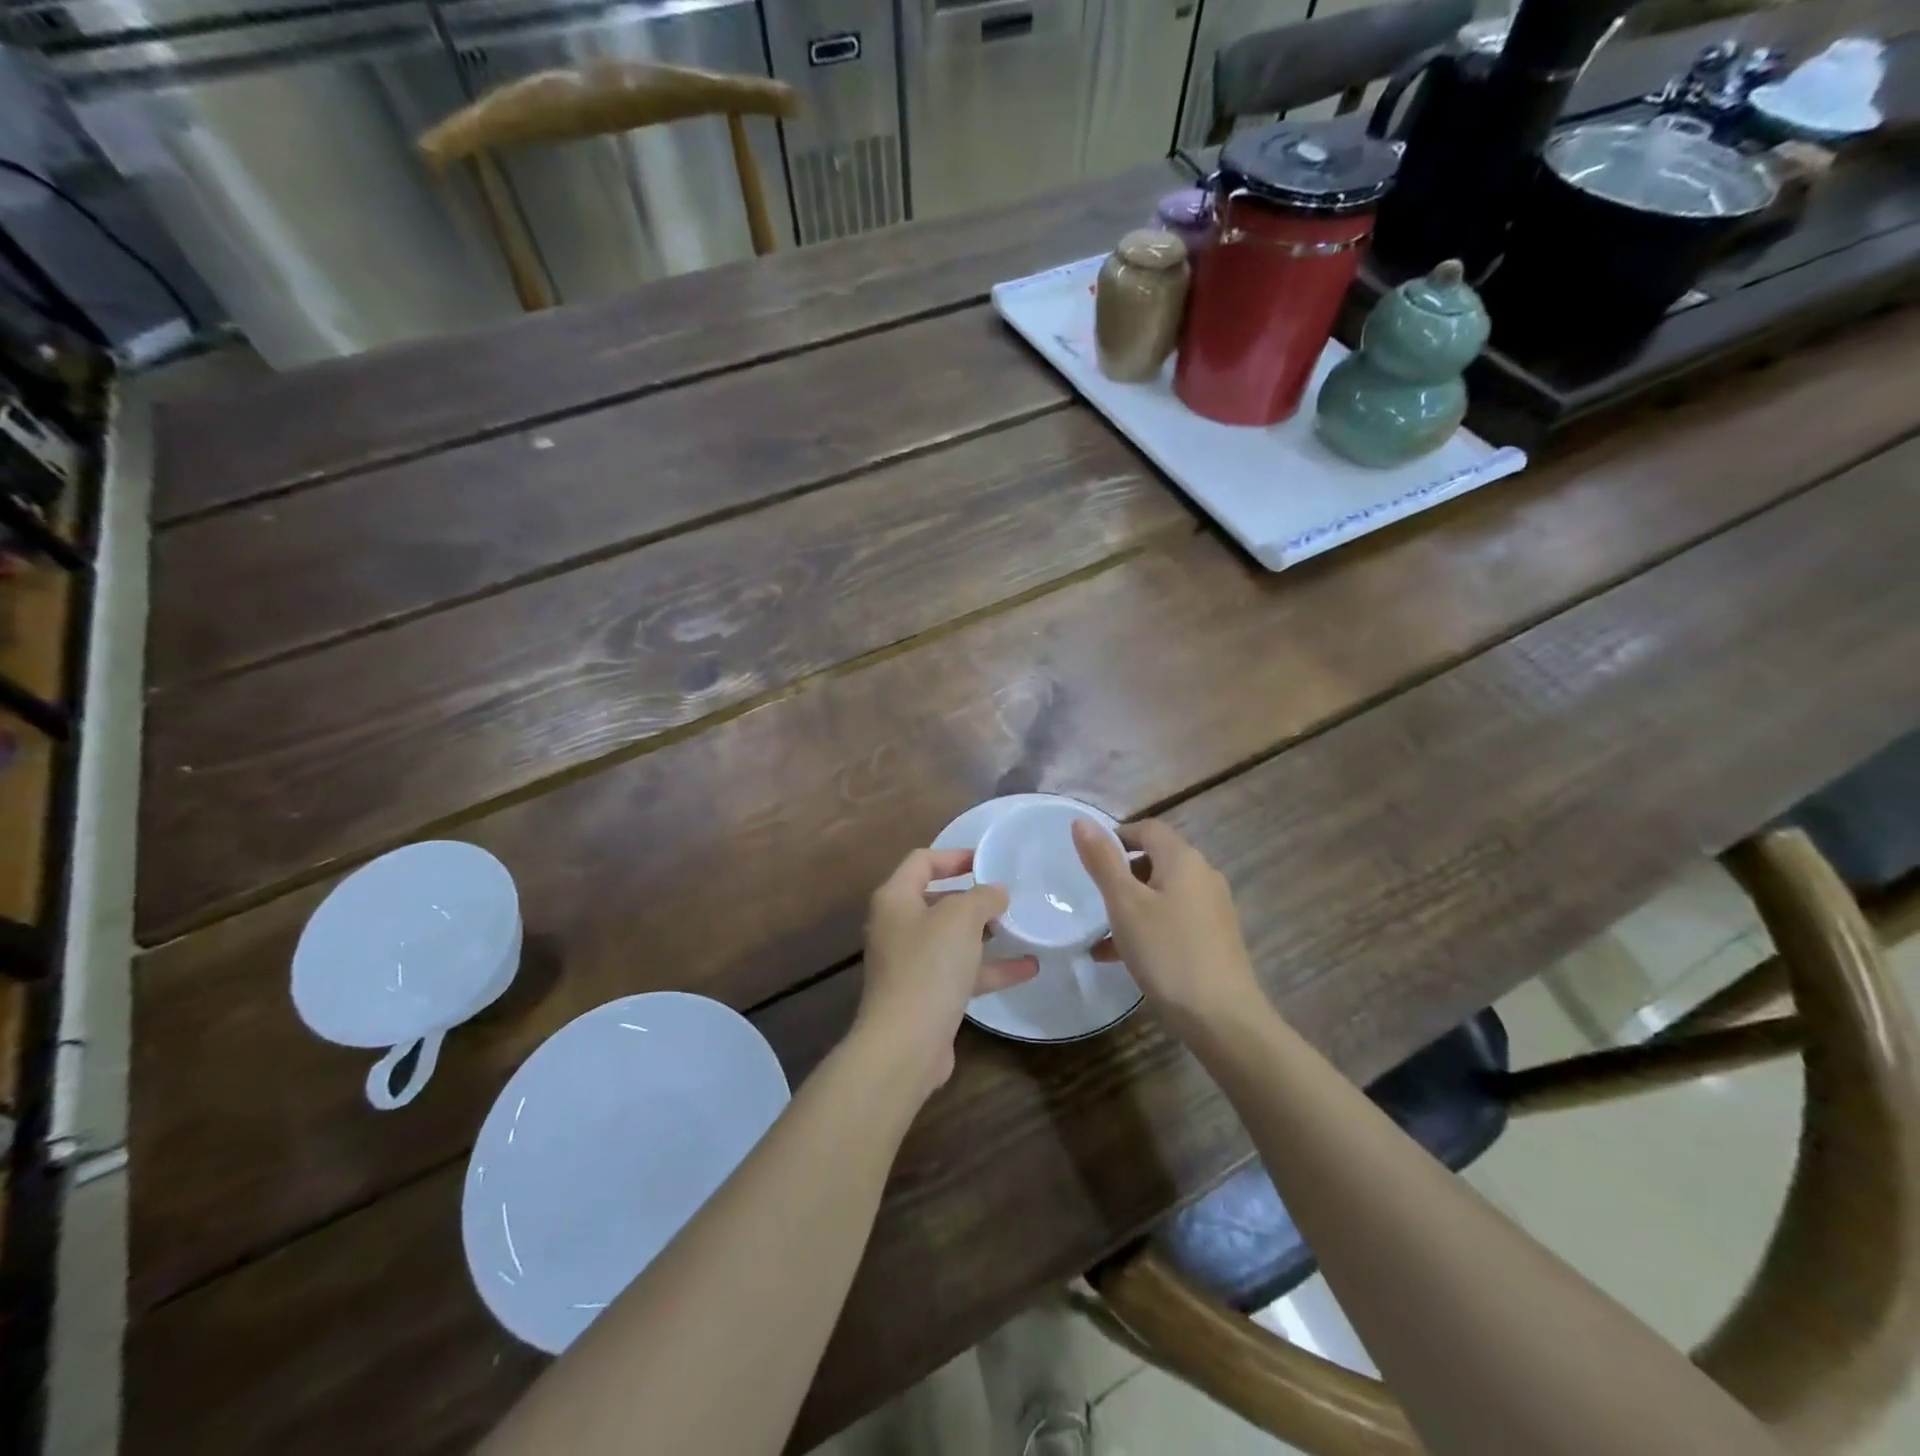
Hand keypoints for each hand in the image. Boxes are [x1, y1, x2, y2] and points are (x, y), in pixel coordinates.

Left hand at [855, 848, 1038, 1097]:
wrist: (906, 1043)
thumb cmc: (929, 966)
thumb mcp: (961, 918)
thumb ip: (982, 897)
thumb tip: (995, 892)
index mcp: (895, 899)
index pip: (922, 861)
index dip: (954, 855)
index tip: (988, 860)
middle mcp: (897, 926)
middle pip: (937, 899)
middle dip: (972, 897)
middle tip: (1006, 896)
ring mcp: (910, 963)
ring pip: (951, 938)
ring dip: (984, 933)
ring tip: (1019, 927)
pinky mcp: (926, 995)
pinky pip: (961, 971)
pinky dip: (990, 968)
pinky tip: (1028, 968)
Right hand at [1072, 819, 1264, 1036]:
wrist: (1222, 1019)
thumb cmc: (1167, 952)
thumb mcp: (1124, 904)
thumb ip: (1103, 861)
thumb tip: (1082, 821)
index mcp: (1183, 860)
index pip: (1148, 828)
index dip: (1117, 836)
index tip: (1090, 860)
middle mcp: (1204, 876)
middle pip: (1157, 860)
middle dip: (1123, 875)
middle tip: (1094, 898)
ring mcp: (1213, 909)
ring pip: (1163, 894)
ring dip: (1132, 906)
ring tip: (1101, 934)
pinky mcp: (1216, 939)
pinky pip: (1174, 920)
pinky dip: (1149, 927)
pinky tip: (1123, 957)